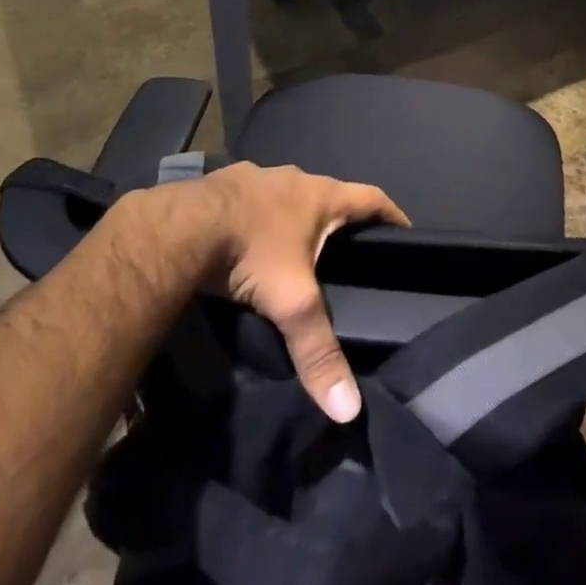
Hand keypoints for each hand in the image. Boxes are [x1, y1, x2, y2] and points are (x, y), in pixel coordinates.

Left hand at [188, 162, 407, 421]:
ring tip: (296, 248)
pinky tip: (248, 240)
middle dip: (340, 218)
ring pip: (288, 195)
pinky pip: (252, 198)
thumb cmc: (251, 253)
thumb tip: (349, 408)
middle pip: (330, 193)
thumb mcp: (291, 303)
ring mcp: (257, 176)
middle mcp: (295, 177)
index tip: (405, 233)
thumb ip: (318, 350)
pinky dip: (259, 216)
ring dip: (296, 215)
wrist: (180, 228)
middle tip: (347, 250)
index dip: (392, 215)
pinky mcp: (223, 184)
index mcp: (321, 195)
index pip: (373, 197)